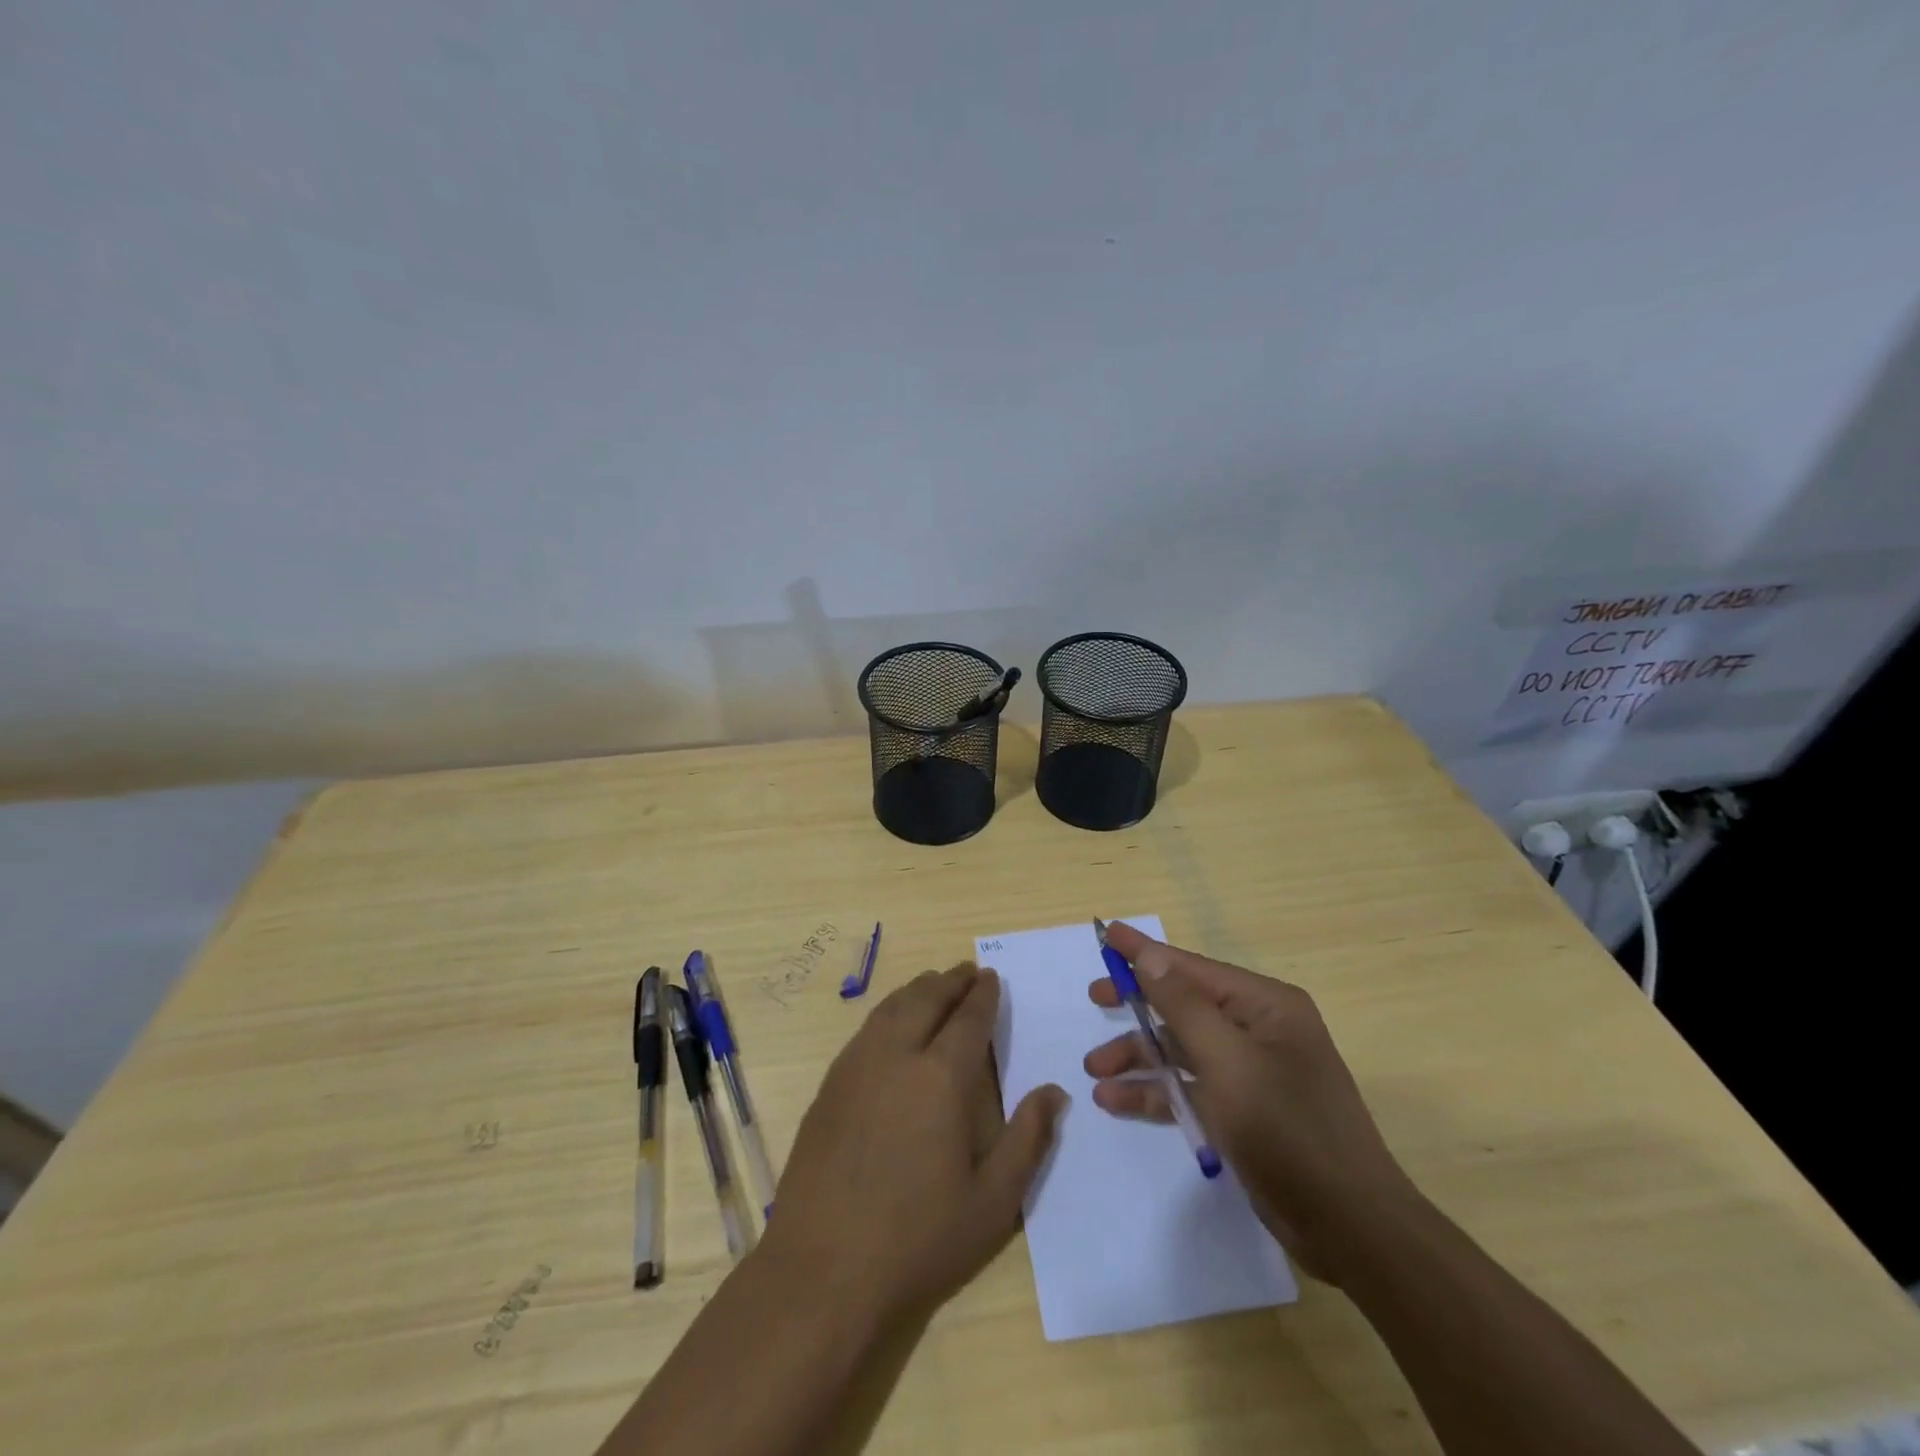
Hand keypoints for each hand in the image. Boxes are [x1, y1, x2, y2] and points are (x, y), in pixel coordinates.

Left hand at [765, 964, 1065, 1329]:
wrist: (822, 1271)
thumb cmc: (918, 1240)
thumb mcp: (992, 1203)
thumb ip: (1028, 1140)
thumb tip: (1054, 1092)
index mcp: (941, 1077)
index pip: (968, 1019)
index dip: (982, 995)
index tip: (992, 977)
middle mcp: (896, 1056)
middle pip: (926, 999)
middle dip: (950, 980)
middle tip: (967, 971)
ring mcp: (855, 1068)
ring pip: (891, 1008)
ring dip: (918, 990)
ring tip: (934, 985)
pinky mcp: (829, 1087)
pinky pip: (865, 1030)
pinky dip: (888, 1012)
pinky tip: (892, 1025)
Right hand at [1083, 923, 1416, 1281]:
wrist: (1351, 1229)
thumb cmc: (1289, 1131)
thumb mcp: (1228, 1063)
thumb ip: (1183, 1007)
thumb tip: (1151, 956)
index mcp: (1266, 1006)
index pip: (1193, 968)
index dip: (1146, 952)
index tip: (1105, 934)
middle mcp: (1258, 1030)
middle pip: (1184, 1006)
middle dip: (1138, 1007)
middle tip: (1094, 1000)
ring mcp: (1251, 1072)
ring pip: (1181, 1049)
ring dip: (1139, 1056)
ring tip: (1095, 1070)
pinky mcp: (1243, 1111)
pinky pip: (1189, 1087)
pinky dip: (1155, 1091)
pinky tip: (1116, 1100)